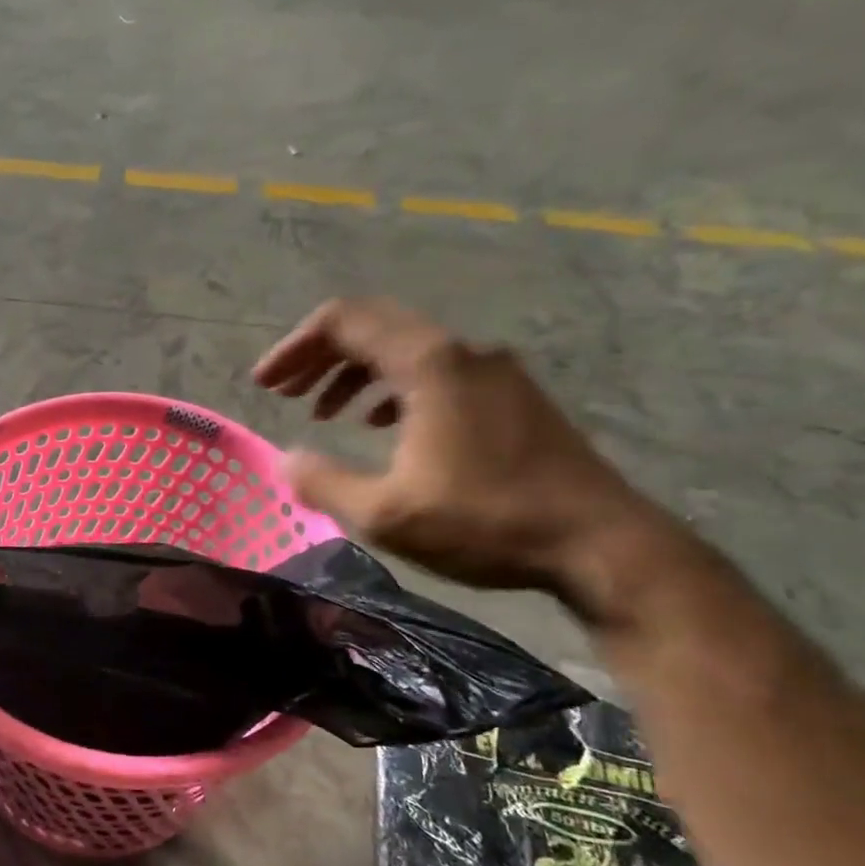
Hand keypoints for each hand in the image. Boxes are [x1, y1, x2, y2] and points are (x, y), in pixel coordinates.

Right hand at [253, 298, 671, 612]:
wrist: (601, 543)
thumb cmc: (487, 522)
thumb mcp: (385, 514)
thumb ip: (324, 482)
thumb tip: (284, 460)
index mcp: (429, 363)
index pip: (344, 322)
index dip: (294, 348)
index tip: (263, 383)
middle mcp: (462, 350)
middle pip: (373, 326)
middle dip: (319, 356)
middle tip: (283, 392)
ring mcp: (494, 370)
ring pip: (405, 348)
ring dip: (354, 372)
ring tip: (323, 412)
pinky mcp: (512, 395)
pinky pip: (436, 370)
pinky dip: (393, 388)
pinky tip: (382, 425)